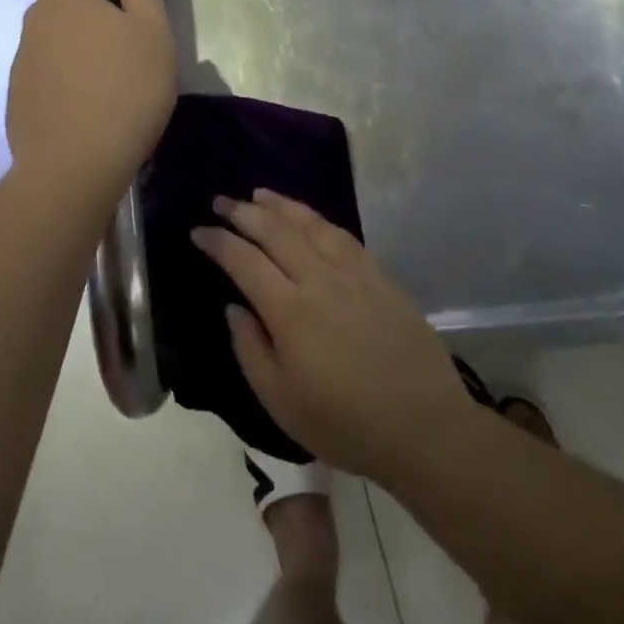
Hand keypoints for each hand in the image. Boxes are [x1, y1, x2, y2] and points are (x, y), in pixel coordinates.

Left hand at [6, 0, 175, 188]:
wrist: (77, 166)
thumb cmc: (125, 90)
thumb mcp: (154, 36)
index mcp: (62, 4)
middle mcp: (33, 30)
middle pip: (50, 12)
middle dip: (76, 22)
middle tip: (115, 50)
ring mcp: (21, 71)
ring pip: (47, 52)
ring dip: (70, 61)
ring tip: (106, 93)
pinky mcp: (17, 107)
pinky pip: (41, 87)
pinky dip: (60, 94)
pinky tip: (87, 119)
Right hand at [194, 190, 472, 486]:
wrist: (425, 428)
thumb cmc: (345, 424)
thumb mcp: (281, 402)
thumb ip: (250, 349)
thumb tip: (234, 307)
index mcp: (290, 311)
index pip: (244, 261)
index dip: (218, 241)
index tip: (198, 231)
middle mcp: (319, 280)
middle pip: (275, 231)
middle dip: (243, 212)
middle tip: (221, 201)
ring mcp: (354, 274)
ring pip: (310, 225)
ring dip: (280, 205)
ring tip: (259, 194)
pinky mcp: (380, 277)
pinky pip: (343, 236)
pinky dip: (318, 219)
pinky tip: (309, 218)